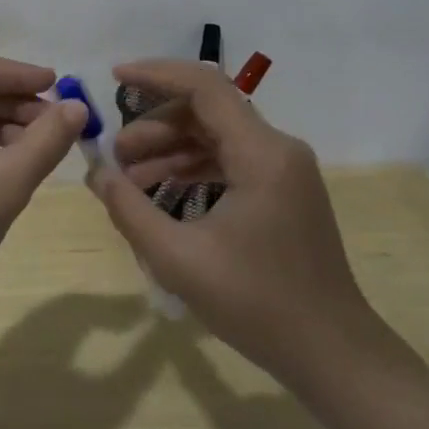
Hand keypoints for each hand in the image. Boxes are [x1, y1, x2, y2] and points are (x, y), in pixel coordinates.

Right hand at [87, 59, 375, 384]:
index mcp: (261, 153)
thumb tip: (97, 174)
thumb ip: (130, 210)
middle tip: (115, 154)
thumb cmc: (257, 305)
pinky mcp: (283, 190)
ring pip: (217, 135)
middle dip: (155, 124)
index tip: (114, 77)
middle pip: (207, 110)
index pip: (204, 87)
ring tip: (128, 177)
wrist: (331, 354)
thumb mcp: (179, 259)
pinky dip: (193, 167)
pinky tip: (162, 192)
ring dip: (171, 148)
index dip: (156, 74)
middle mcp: (278, 149)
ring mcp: (284, 170)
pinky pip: (230, 160)